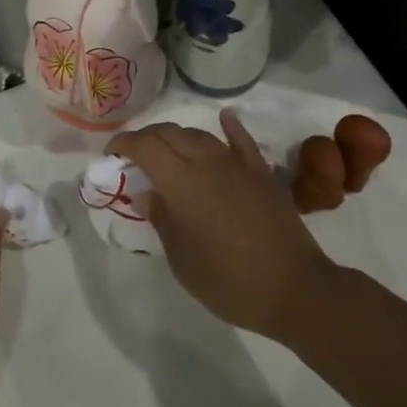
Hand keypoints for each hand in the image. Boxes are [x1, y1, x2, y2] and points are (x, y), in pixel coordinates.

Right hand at [110, 110, 340, 340]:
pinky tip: (224, 118)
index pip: (145, 146)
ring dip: (178, 137)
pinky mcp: (261, 172)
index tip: (112, 155)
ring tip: (168, 151)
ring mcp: (237, 164)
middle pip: (170, 134)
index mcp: (182, 182)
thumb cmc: (230, 281)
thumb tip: (145, 193)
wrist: (294, 288)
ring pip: (200, 135)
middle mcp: (207, 162)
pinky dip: (229, 126)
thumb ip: (162, 220)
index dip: (124, 144)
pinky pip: (241, 140)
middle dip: (147, 138)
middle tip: (135, 156)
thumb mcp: (182, 261)